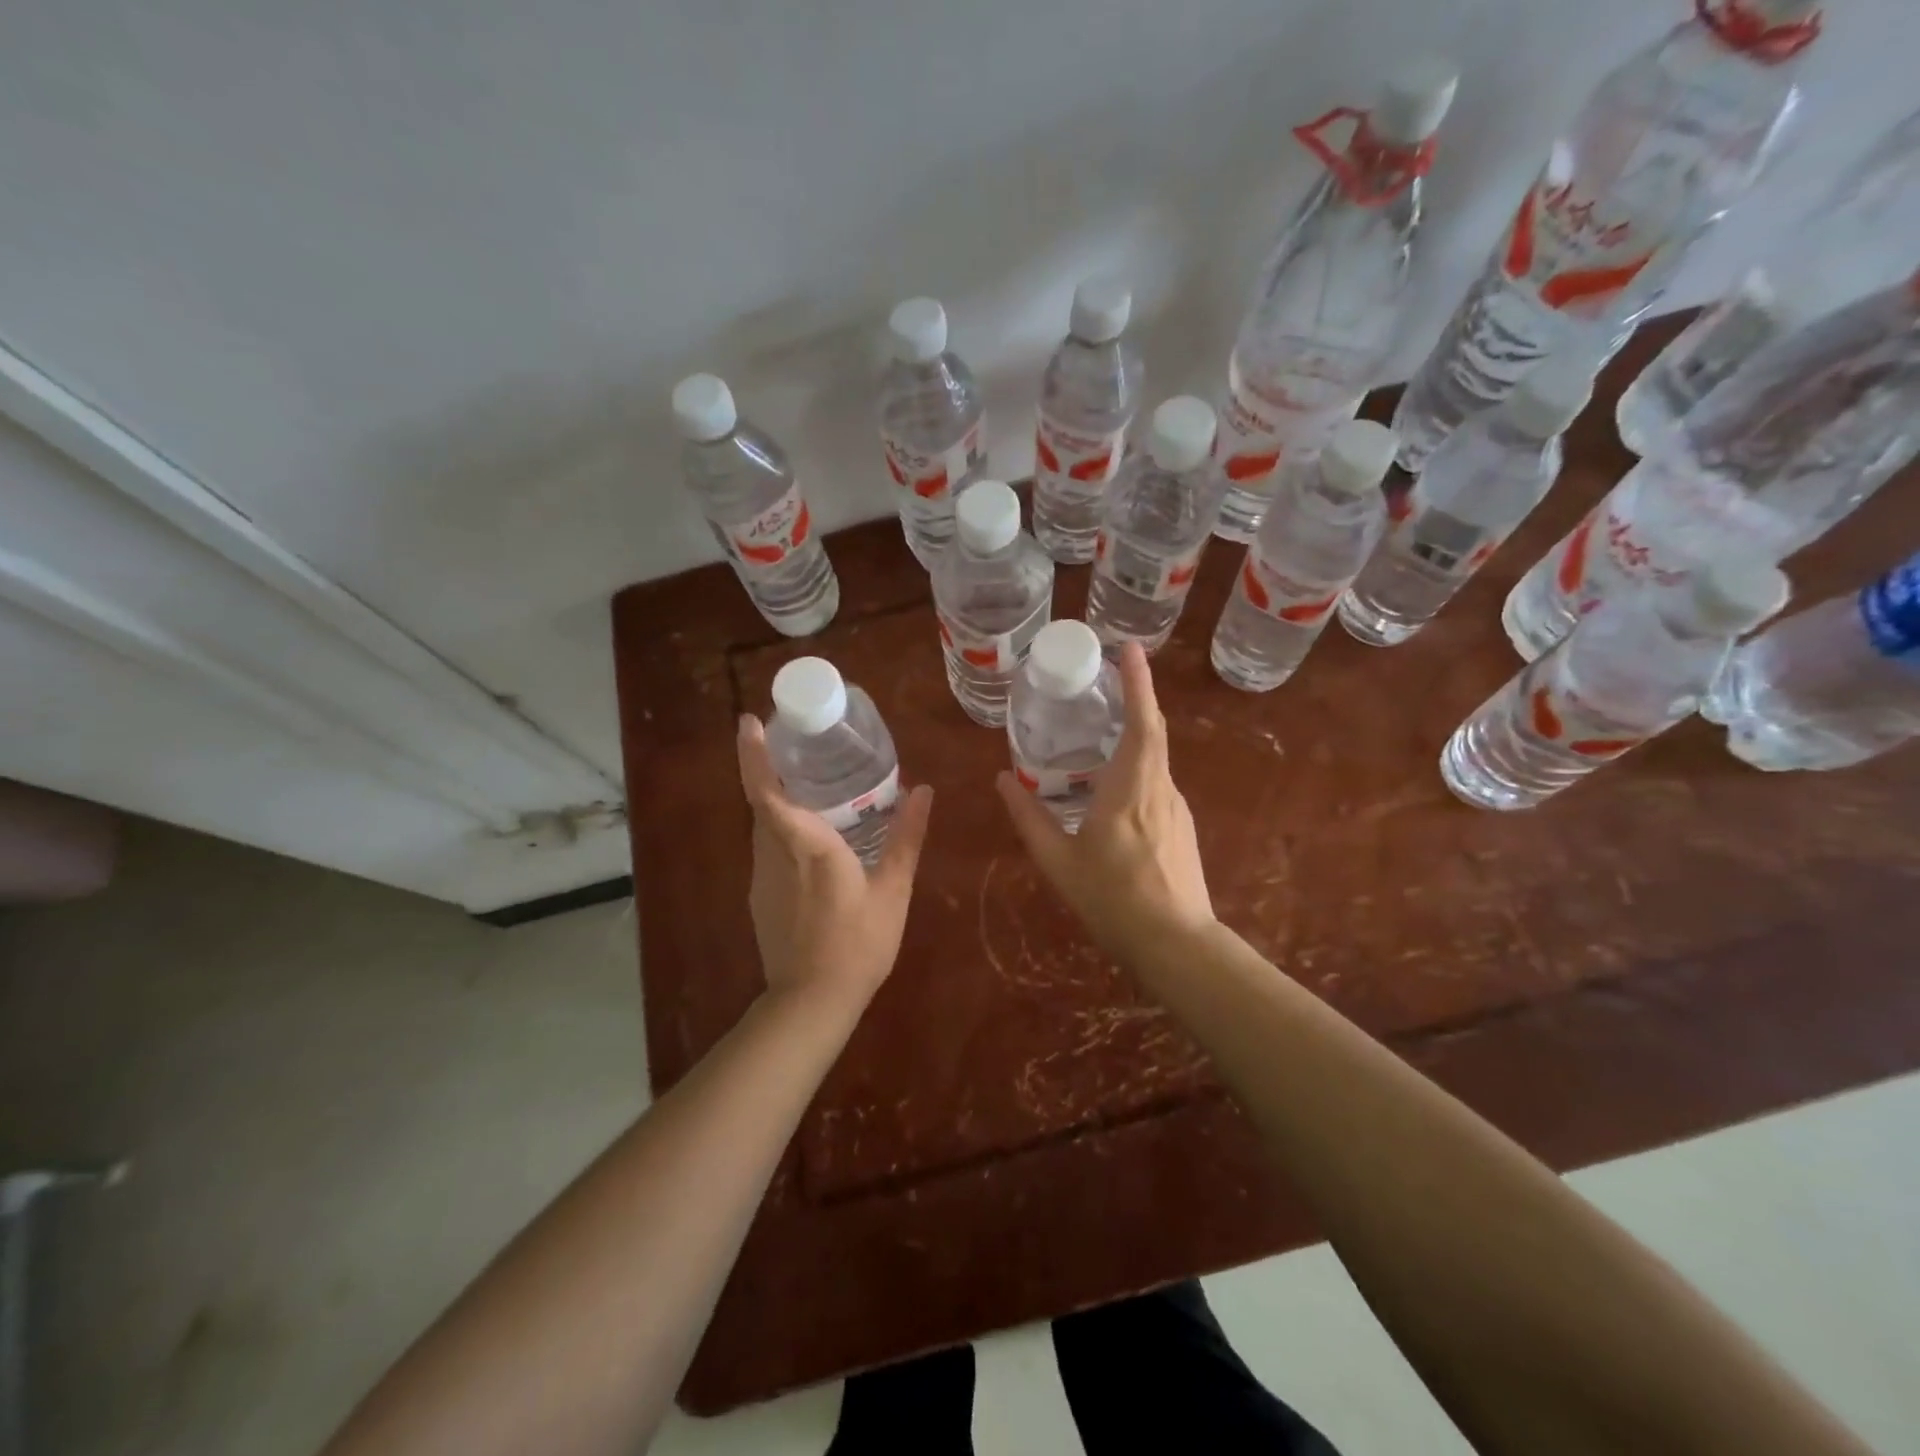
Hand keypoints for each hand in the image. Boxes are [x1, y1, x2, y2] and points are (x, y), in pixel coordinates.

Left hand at [735, 716, 933, 1010]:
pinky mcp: (759, 896)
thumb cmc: (858, 943)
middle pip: (762, 801)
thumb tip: (924, 791)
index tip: (749, 721)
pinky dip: (782, 829)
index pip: (768, 791)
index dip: (754, 755)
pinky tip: (809, 838)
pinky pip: (768, 848)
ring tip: (811, 784)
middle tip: (797, 742)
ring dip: (778, 799)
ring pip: (764, 825)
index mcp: (807, 845)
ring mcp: (761, 877)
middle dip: (770, 767)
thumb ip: (907, 837)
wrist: (812, 1002)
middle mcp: (774, 854)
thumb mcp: (893, 890)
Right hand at [995, 641, 1213, 962]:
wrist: (1177, 944)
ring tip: (1103, 727)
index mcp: (1131, 789)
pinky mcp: (1182, 826)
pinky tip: (1114, 784)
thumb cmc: (1113, 899)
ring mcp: (1177, 807)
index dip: (1137, 682)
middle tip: (1110, 675)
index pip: (1141, 722)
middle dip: (1137, 696)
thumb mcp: (1059, 861)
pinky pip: (1157, 781)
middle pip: (1153, 730)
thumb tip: (1002, 780)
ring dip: (1135, 732)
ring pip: (1156, 757)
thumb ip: (1029, 817)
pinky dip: (1138, 764)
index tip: (1130, 648)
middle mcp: (1160, 788)